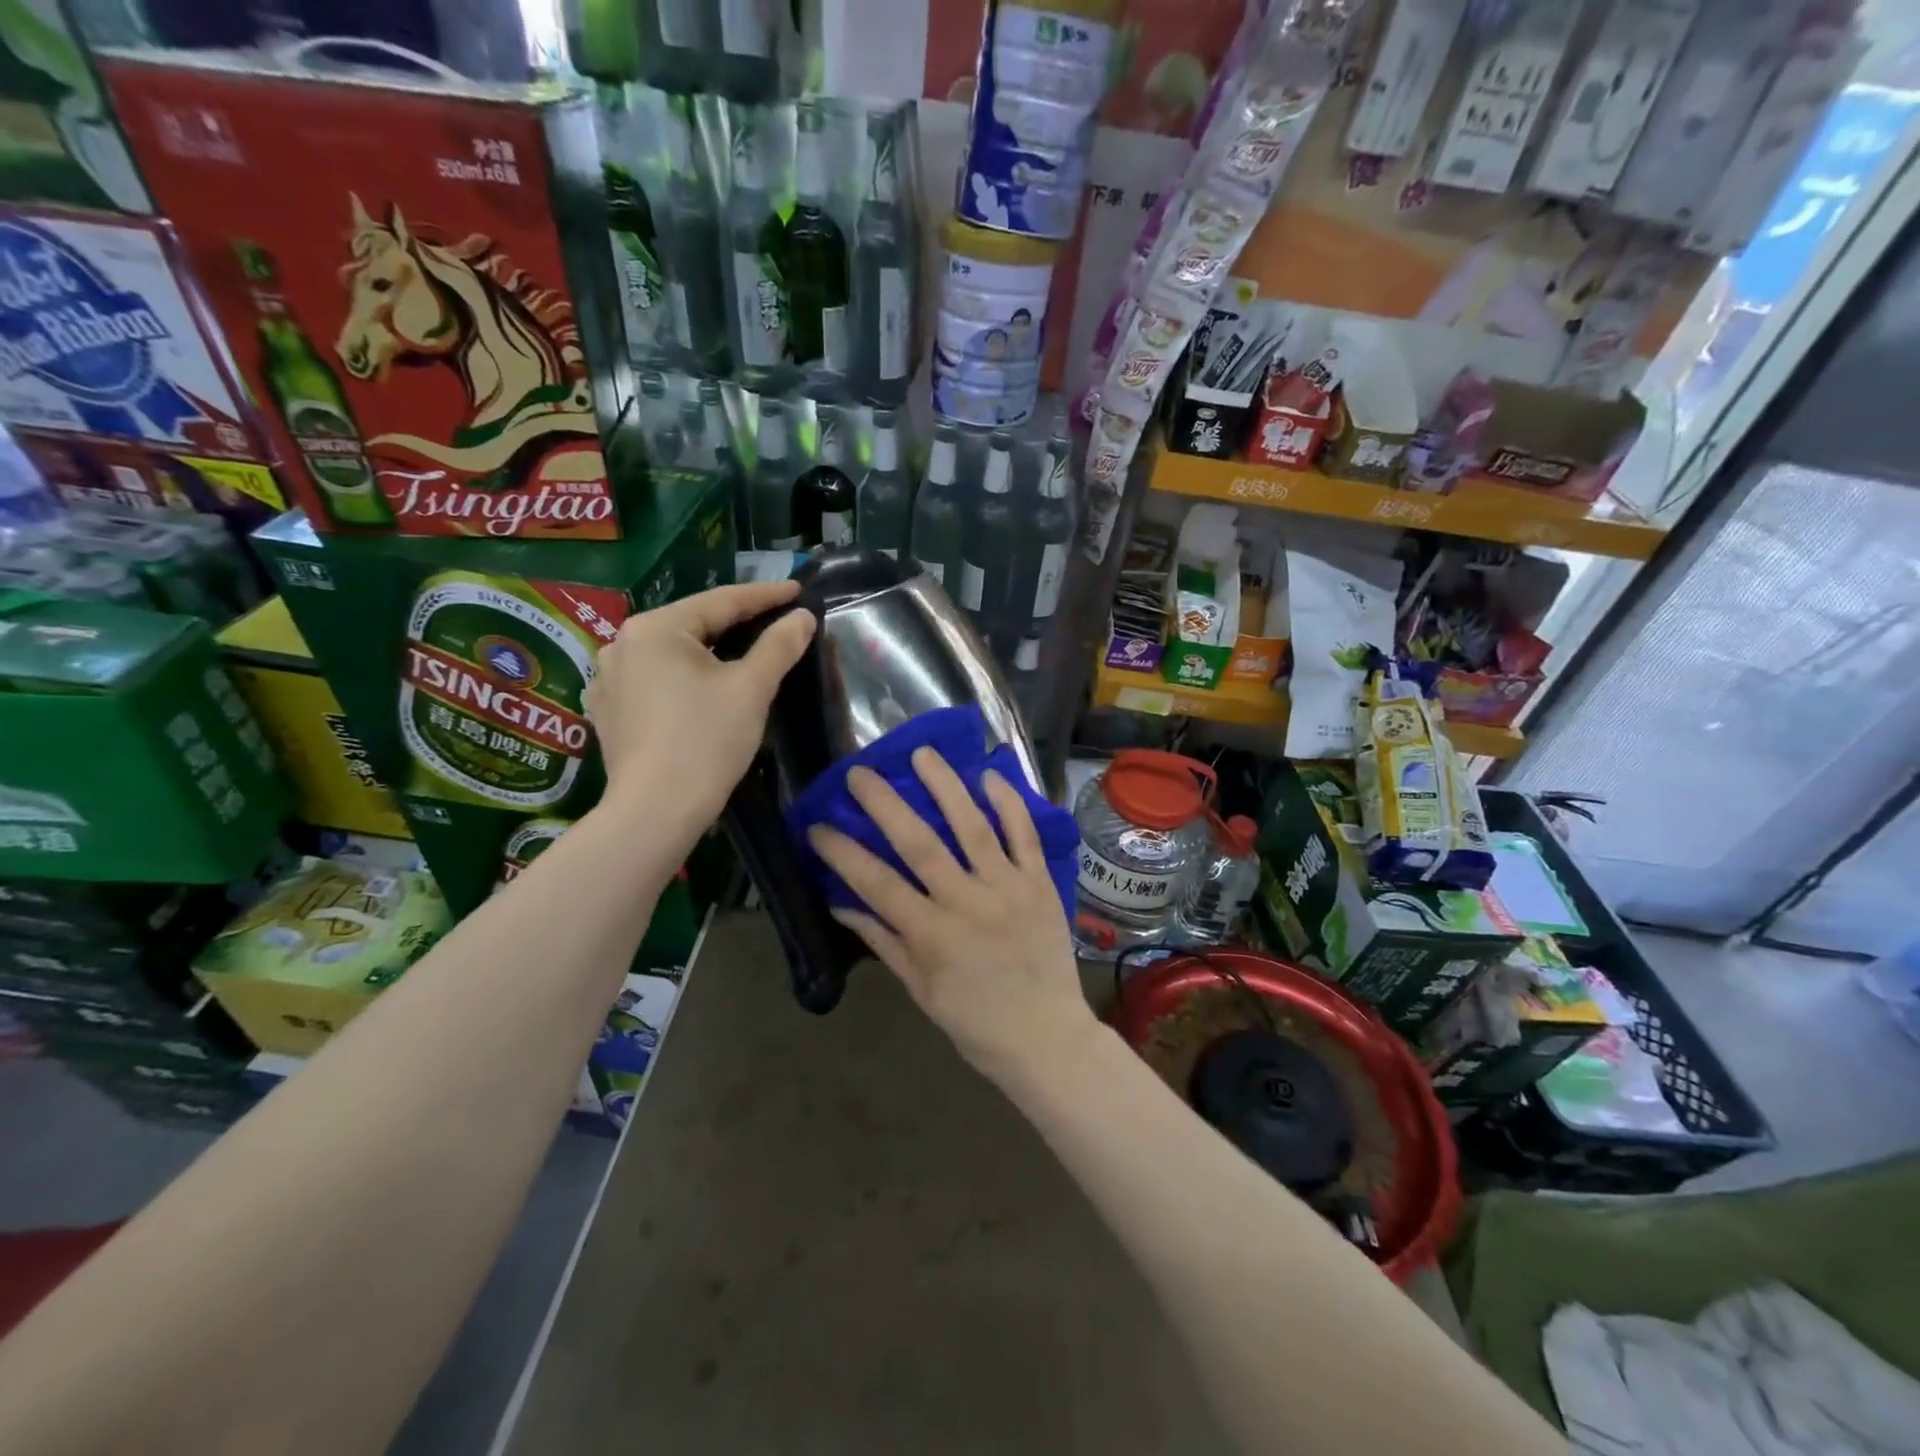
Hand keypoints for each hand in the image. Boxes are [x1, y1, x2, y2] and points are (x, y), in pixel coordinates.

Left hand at [585, 579, 813, 829]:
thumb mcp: (751, 689)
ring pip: (673, 652)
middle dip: (736, 622)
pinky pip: (655, 678)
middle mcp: (622, 643)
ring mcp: (609, 677)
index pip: (721, 601)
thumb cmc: (706, 742)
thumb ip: (779, 645)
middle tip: (775, 619)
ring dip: (709, 649)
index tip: (798, 590)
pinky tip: (700, 685)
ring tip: (742, 650)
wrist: (655, 812)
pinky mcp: (608, 709)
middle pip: (693, 624)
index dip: (765, 595)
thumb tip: (803, 618)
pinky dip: (684, 675)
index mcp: (655, 628)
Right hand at [807, 748, 1097, 1085]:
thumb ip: (883, 942)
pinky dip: (1009, 804)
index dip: (843, 851)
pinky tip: (990, 776)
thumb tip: (842, 903)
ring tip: (923, 754)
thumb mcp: (920, 990)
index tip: (818, 825)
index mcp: (930, 934)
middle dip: (885, 803)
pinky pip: (1025, 836)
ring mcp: (1007, 888)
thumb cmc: (975, 1022)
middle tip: (860, 772)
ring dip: (946, 787)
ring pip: (973, 826)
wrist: (1046, 1038)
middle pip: (919, 842)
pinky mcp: (1040, 884)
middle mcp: (966, 902)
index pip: (876, 882)